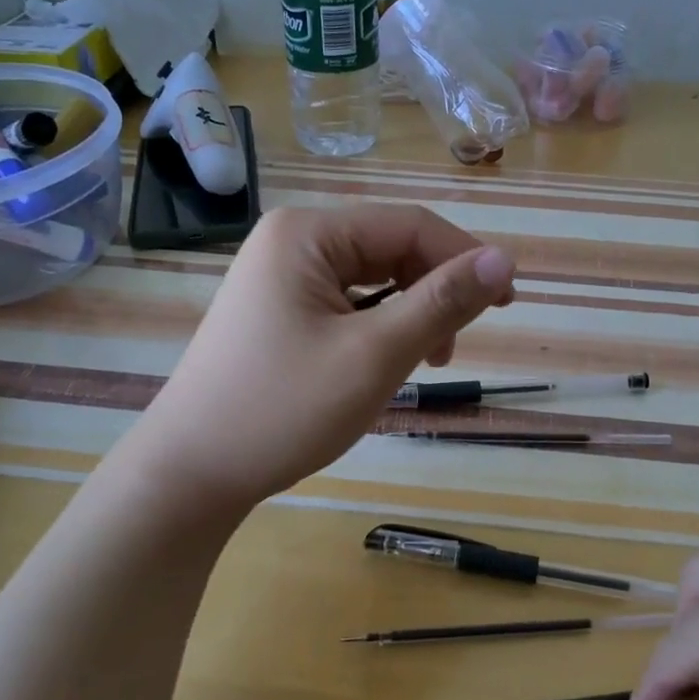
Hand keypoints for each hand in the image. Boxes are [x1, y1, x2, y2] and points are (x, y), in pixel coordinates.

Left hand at [131, 205, 513, 509]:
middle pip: (389, 248)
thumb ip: (441, 303)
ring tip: (427, 360)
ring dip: (410, 311)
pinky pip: (346, 302)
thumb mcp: (374, 355)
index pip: (409, 226)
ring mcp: (278, 276)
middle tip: (457, 347)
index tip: (508, 302)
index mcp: (308, 233)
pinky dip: (378, 326)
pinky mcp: (276, 310)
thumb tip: (505, 260)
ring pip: (371, 278)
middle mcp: (291, 240)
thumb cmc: (283, 410)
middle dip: (434, 290)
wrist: (190, 474)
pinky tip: (386, 359)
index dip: (466, 258)